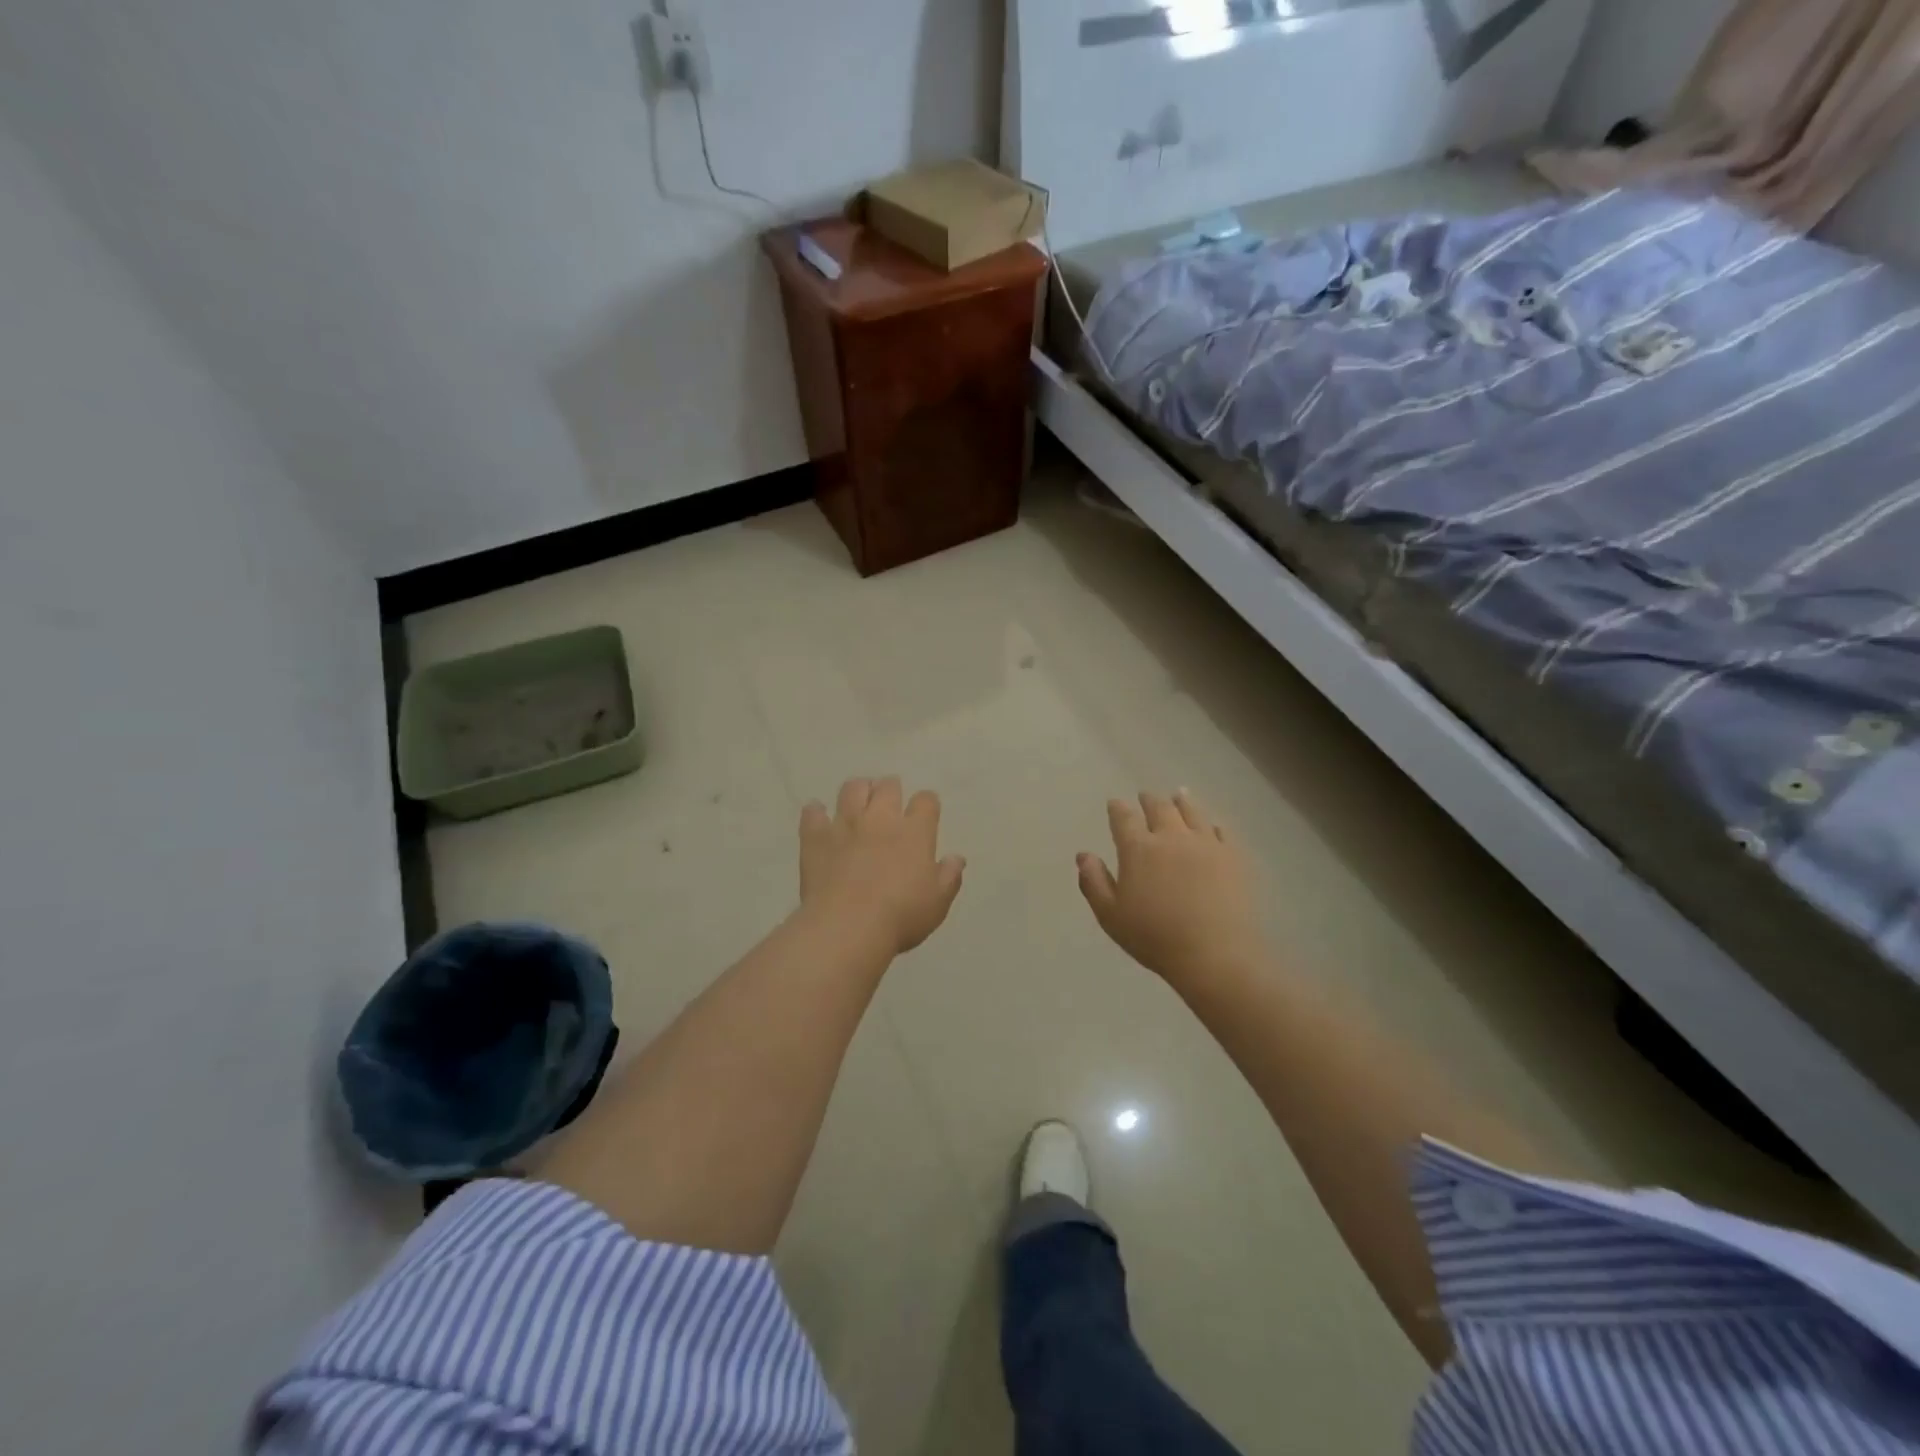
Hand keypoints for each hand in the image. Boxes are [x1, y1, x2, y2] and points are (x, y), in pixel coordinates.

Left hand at [800, 777, 965, 955]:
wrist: (848, 927)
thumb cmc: (900, 916)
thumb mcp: (937, 903)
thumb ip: (949, 877)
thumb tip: (956, 858)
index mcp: (915, 832)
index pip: (926, 801)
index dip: (927, 804)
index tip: (925, 814)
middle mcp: (880, 818)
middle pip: (888, 786)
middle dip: (891, 790)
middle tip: (889, 804)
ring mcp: (845, 824)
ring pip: (852, 788)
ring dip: (858, 791)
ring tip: (858, 803)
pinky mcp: (816, 837)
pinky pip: (813, 813)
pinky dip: (816, 812)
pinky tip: (819, 819)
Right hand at [1078, 790, 1264, 988]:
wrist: (1215, 954)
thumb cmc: (1155, 938)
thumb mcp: (1110, 916)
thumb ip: (1094, 882)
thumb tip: (1083, 855)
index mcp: (1138, 849)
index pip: (1124, 818)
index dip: (1117, 808)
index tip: (1114, 803)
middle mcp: (1171, 837)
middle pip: (1159, 808)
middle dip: (1149, 800)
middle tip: (1145, 796)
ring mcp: (1206, 844)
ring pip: (1192, 812)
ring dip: (1182, 801)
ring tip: (1179, 794)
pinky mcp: (1233, 856)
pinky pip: (1222, 831)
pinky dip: (1213, 824)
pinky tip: (1212, 824)